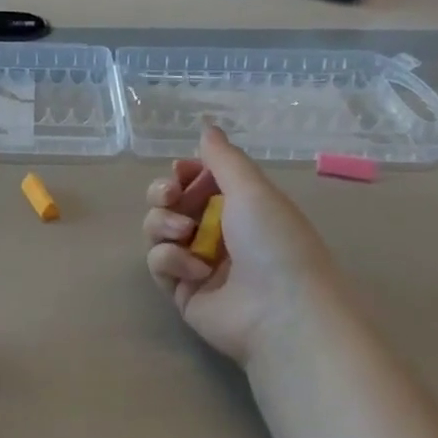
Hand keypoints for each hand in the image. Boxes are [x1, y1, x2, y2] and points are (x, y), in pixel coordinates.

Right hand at [142, 126, 339, 365]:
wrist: (279, 310)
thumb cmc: (274, 241)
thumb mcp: (252, 190)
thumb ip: (223, 158)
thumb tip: (206, 127)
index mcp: (240, 207)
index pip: (199, 181)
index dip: (183, 173)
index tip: (179, 171)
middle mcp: (217, 232)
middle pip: (170, 203)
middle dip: (163, 194)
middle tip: (170, 195)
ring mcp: (197, 263)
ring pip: (158, 230)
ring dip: (164, 223)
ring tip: (184, 232)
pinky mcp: (181, 291)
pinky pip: (159, 263)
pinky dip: (172, 260)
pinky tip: (196, 270)